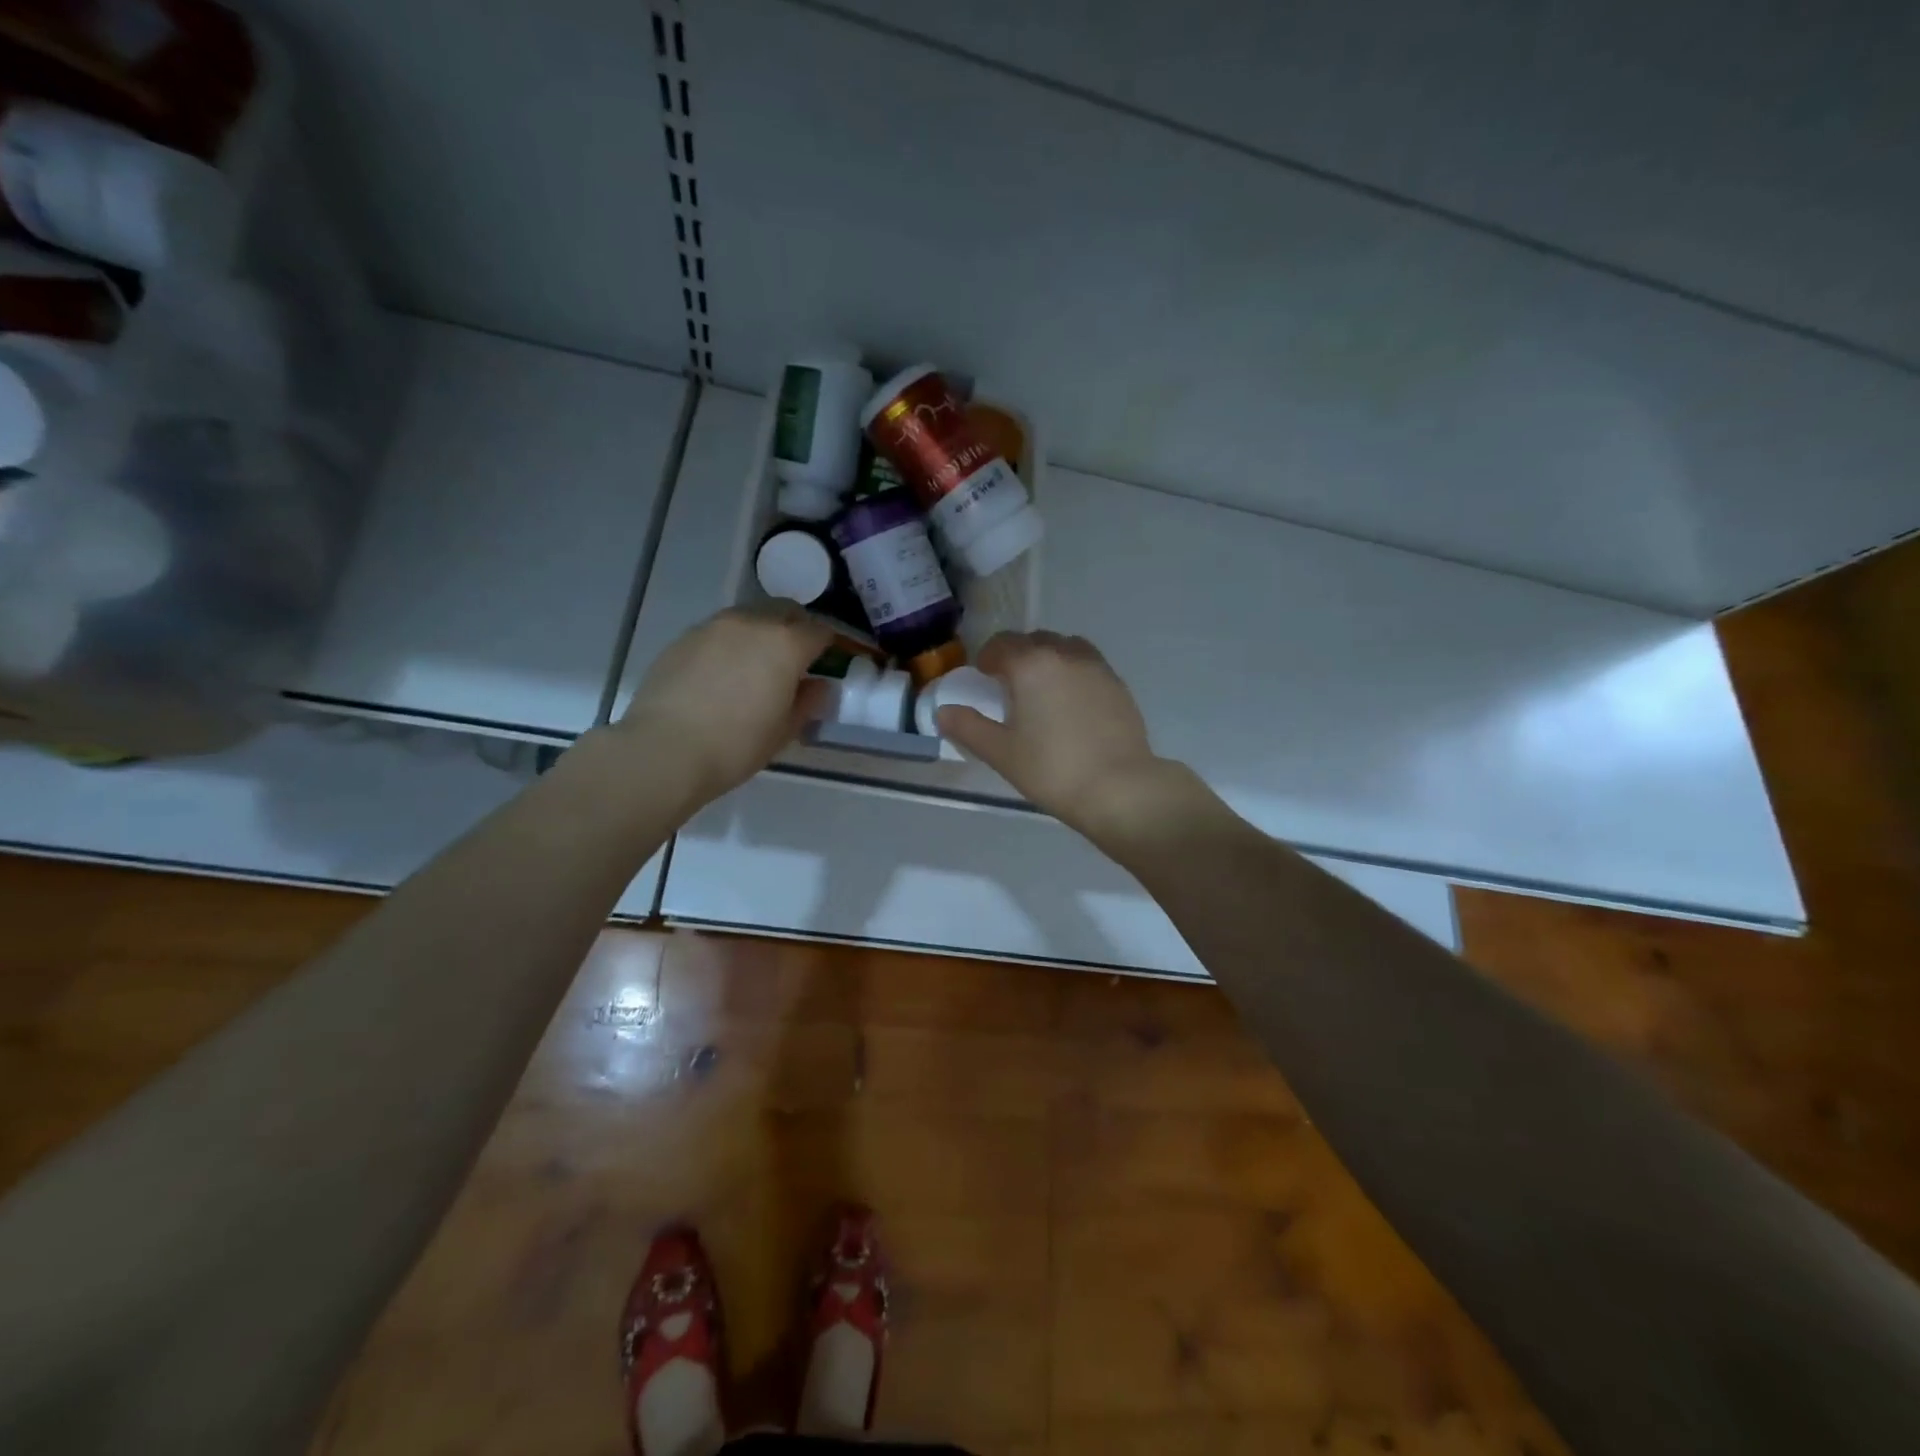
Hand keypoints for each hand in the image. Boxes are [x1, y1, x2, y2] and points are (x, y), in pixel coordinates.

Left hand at [618, 605, 832, 807]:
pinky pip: (719, 632)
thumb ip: (808, 702)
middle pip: (785, 611)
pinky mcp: (684, 638)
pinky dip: (730, 645)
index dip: (829, 647)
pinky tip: (722, 675)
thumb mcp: (784, 731)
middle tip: (795, 660)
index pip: (820, 631)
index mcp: (786, 644)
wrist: (664, 750)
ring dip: (761, 633)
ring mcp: (714, 627)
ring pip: (750, 617)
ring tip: (755, 666)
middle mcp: (752, 623)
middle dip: (796, 629)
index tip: (827, 664)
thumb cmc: (737, 745)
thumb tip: (818, 686)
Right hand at [935, 631, 1161, 834]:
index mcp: (1031, 664)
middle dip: (1017, 656)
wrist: (1119, 788)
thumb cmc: (1052, 769)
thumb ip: (968, 728)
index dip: (988, 657)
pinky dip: (1073, 673)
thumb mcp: (1001, 753)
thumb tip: (943, 712)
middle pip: (1034, 640)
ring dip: (1048, 659)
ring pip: (1065, 648)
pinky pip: (1088, 666)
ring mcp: (1097, 667)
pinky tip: (1071, 705)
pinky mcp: (1118, 685)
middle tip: (1009, 686)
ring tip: (1042, 691)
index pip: (1002, 644)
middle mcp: (1065, 654)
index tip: (983, 677)